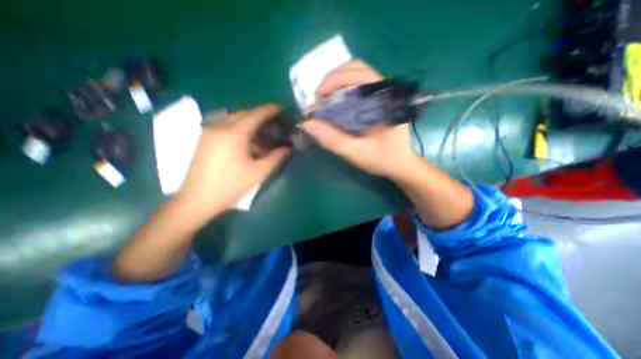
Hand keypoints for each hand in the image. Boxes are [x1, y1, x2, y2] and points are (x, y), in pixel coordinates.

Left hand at [176, 103, 291, 218]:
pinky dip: (240, 131)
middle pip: (244, 114)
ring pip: (234, 120)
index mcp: (234, 133)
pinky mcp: (206, 139)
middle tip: (275, 123)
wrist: (198, 200)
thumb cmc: (231, 185)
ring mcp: (210, 132)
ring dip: (251, 125)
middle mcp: (220, 126)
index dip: (270, 110)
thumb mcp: (258, 172)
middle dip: (260, 116)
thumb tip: (289, 148)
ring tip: (265, 135)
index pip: (255, 115)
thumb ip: (276, 158)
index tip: (281, 109)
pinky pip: (226, 128)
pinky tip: (249, 143)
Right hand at [300, 61, 415, 178]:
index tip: (318, 98)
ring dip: (337, 81)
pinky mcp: (381, 98)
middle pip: (357, 68)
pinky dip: (344, 87)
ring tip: (326, 98)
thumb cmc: (381, 159)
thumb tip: (306, 123)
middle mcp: (387, 90)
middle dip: (333, 80)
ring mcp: (385, 92)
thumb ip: (331, 139)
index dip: (334, 81)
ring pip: (358, 73)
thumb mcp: (354, 152)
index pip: (359, 75)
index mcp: (385, 101)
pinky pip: (360, 83)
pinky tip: (337, 101)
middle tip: (319, 98)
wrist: (400, 164)